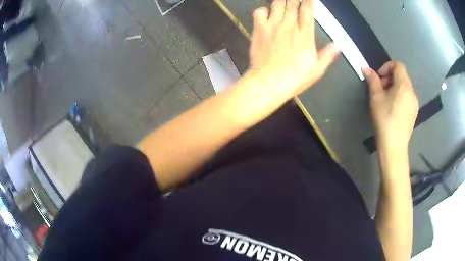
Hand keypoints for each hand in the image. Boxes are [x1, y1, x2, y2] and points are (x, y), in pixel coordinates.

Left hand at [248, 0, 339, 97]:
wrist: (269, 82)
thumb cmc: (295, 78)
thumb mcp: (317, 69)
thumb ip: (328, 55)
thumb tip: (339, 45)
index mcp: (305, 34)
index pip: (307, 11)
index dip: (308, 1)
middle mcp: (289, 25)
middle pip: (292, 3)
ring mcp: (273, 25)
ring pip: (277, 4)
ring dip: (281, 1)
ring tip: (284, 1)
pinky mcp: (259, 29)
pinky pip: (259, 12)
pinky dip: (263, 10)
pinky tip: (266, 13)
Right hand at [363, 61, 418, 150]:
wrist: (394, 146)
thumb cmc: (385, 119)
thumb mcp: (376, 98)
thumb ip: (372, 80)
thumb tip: (366, 68)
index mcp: (404, 85)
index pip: (398, 65)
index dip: (387, 66)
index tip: (379, 77)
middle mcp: (412, 91)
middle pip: (401, 75)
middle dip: (389, 77)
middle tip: (380, 89)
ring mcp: (414, 103)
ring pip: (404, 86)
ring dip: (394, 87)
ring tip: (386, 99)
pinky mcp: (414, 112)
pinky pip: (407, 97)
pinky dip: (399, 96)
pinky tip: (392, 108)